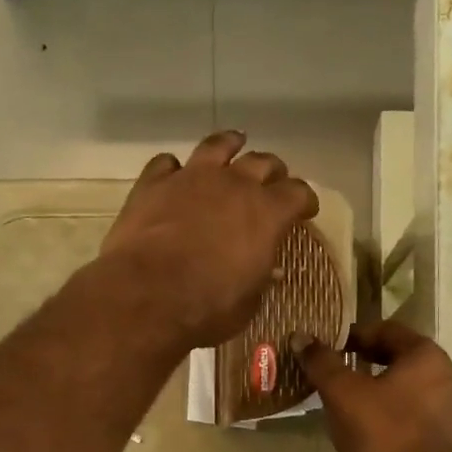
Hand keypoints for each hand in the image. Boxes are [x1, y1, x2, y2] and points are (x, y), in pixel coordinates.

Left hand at [99, 131, 319, 348]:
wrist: (146, 295)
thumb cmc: (207, 307)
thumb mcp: (248, 303)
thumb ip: (259, 279)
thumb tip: (266, 270)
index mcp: (267, 214)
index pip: (297, 193)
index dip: (304, 200)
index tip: (305, 210)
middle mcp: (234, 185)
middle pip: (262, 162)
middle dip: (272, 171)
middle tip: (272, 180)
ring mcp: (191, 178)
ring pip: (217, 145)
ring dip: (229, 144)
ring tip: (234, 144)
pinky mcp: (154, 183)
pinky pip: (167, 163)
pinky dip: (174, 168)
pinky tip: (174, 175)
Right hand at [294, 320, 451, 451]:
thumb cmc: (381, 434)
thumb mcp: (342, 393)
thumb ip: (322, 362)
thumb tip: (301, 337)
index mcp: (427, 357)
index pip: (388, 330)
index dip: (354, 334)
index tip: (329, 347)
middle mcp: (447, 378)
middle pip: (400, 359)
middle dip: (366, 362)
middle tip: (335, 373)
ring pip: (408, 390)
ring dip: (379, 390)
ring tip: (348, 403)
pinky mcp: (448, 442)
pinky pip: (414, 417)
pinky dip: (392, 416)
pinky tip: (369, 432)